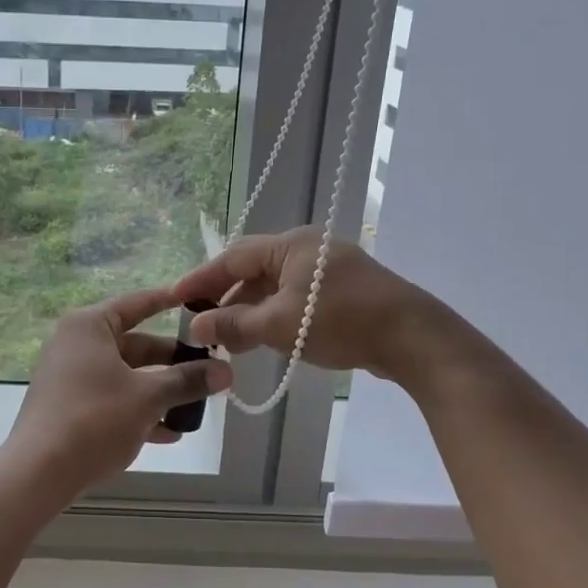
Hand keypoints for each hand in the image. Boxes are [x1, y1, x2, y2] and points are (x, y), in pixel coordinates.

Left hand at [2, 287, 232, 497]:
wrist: (38, 473)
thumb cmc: (95, 419)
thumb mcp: (148, 397)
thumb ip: (187, 381)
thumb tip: (225, 372)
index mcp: (90, 327)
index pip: (136, 304)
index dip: (167, 302)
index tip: (196, 302)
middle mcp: (76, 345)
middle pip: (135, 345)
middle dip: (172, 362)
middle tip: (208, 369)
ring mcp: (69, 377)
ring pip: (125, 376)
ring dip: (160, 391)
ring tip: (195, 406)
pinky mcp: (68, 407)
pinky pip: (111, 399)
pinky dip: (137, 410)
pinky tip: (168, 434)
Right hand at [173, 228, 444, 381]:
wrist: (412, 336)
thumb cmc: (339, 321)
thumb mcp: (279, 325)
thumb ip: (234, 325)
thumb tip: (196, 326)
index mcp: (290, 245)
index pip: (233, 257)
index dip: (202, 279)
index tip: (176, 298)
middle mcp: (308, 249)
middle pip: (254, 270)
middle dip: (226, 299)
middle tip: (202, 326)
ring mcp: (328, 270)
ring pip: (276, 287)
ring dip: (251, 312)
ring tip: (230, 342)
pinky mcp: (344, 292)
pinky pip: (297, 299)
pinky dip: (276, 316)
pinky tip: (266, 340)